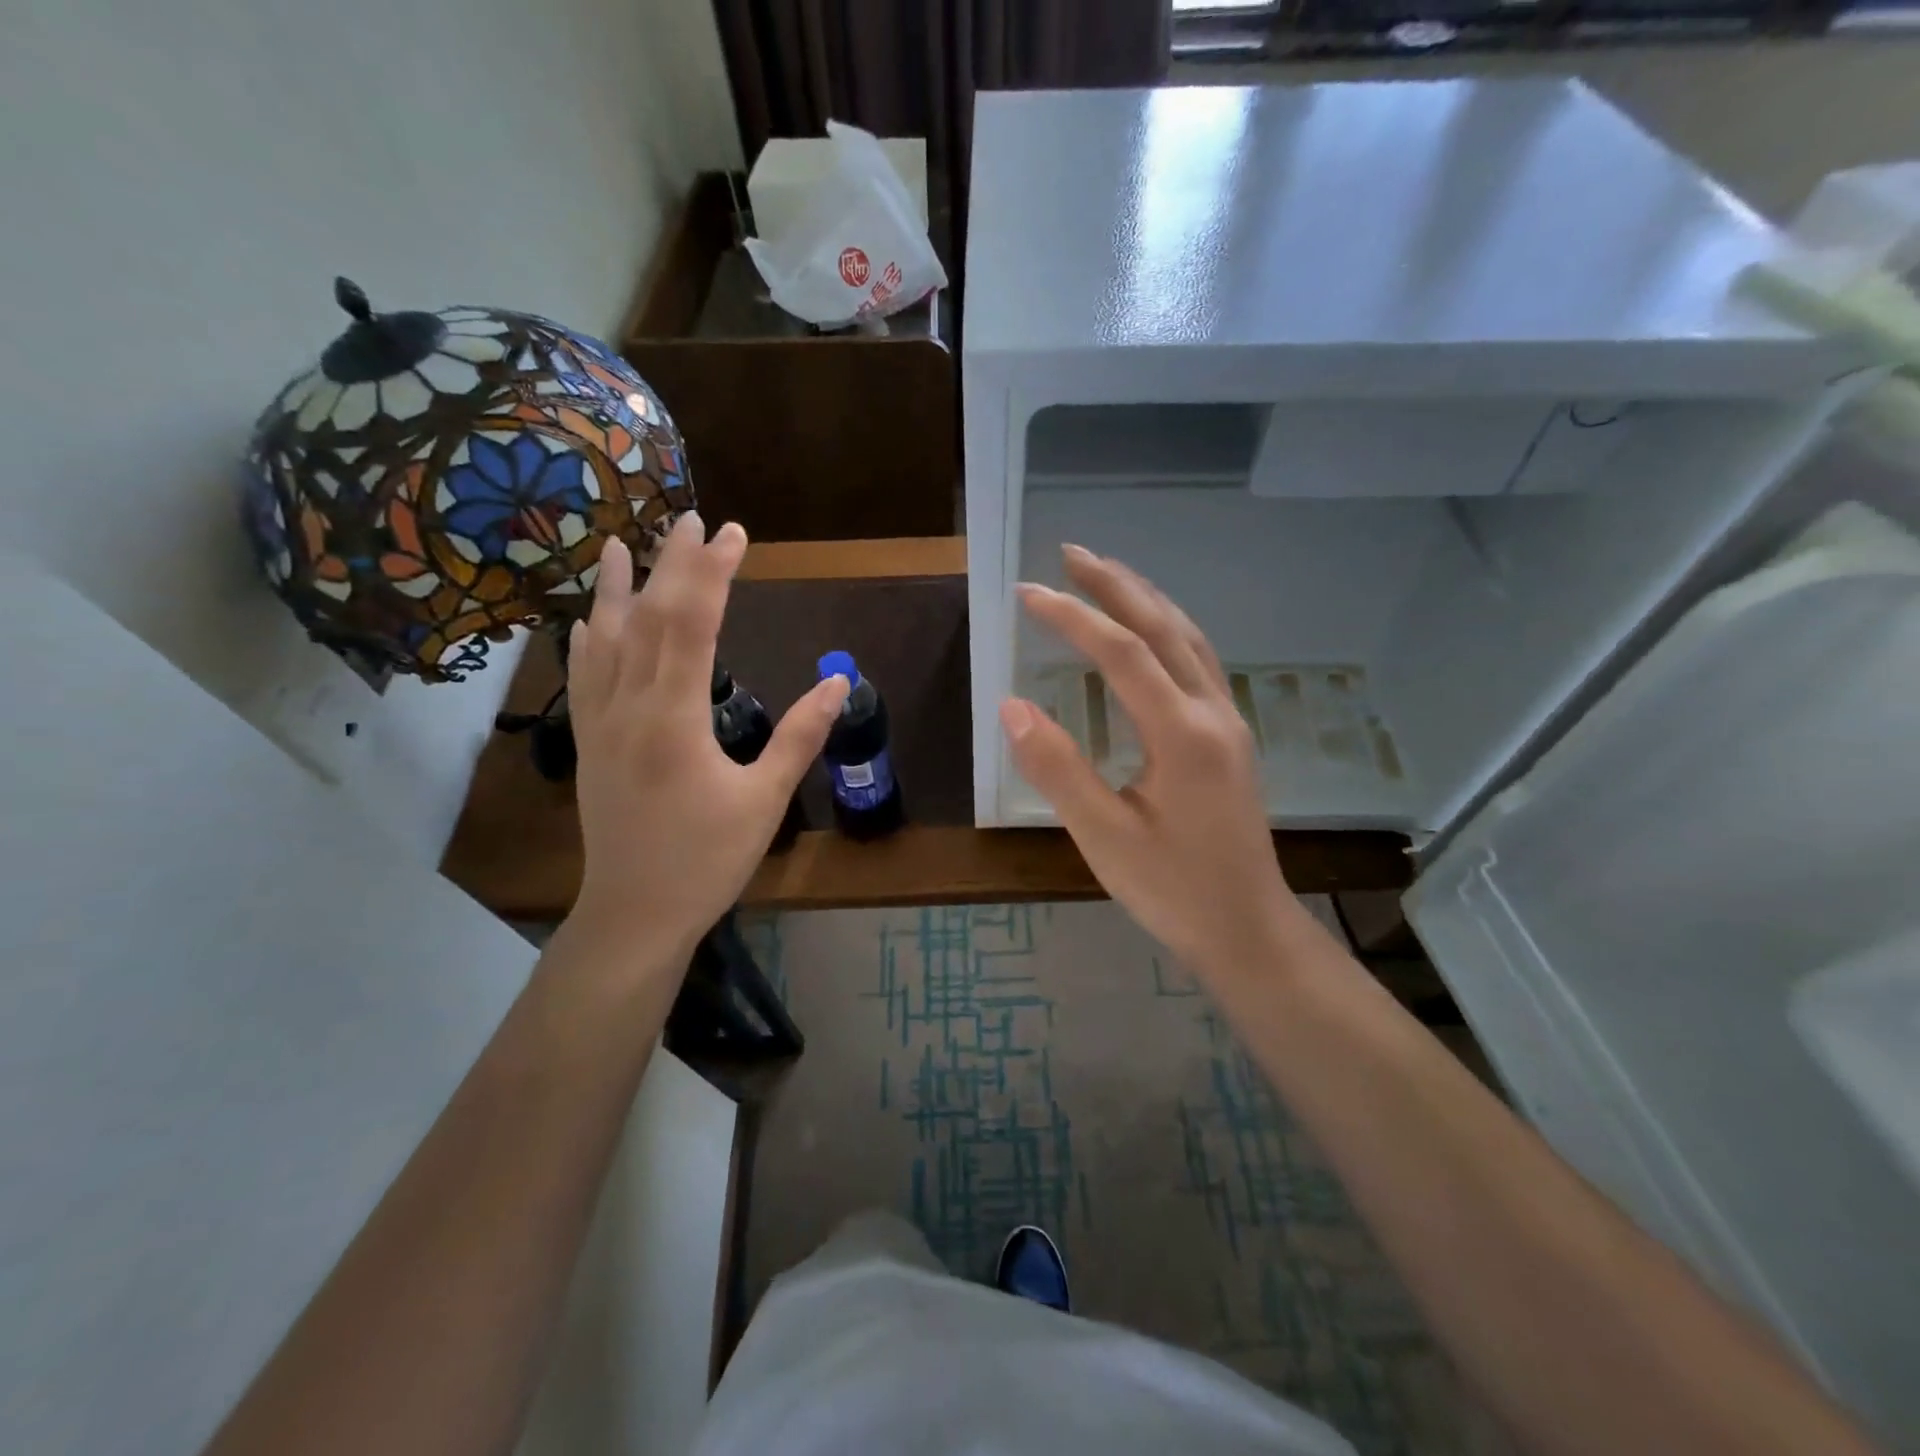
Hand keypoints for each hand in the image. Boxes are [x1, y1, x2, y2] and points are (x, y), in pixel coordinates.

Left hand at [565, 515, 847, 964]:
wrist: (635, 913)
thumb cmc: (706, 860)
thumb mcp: (764, 800)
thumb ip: (800, 736)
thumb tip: (839, 684)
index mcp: (673, 718)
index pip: (693, 623)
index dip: (713, 572)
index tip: (733, 534)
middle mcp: (628, 707)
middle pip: (647, 618)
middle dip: (672, 565)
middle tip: (693, 521)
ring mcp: (600, 724)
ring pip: (603, 640)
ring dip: (614, 589)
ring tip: (619, 544)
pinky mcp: (589, 743)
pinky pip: (582, 676)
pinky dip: (586, 639)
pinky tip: (588, 621)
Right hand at [1001, 545, 1309, 980]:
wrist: (1248, 928)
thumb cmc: (1172, 890)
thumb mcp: (1103, 836)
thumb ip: (1057, 768)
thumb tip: (1011, 706)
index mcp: (1182, 733)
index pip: (1120, 653)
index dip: (1072, 616)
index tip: (1026, 593)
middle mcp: (1212, 713)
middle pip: (1164, 627)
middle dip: (1116, 585)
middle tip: (1071, 552)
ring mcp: (1229, 723)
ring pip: (1189, 639)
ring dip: (1147, 600)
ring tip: (1107, 575)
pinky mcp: (1231, 739)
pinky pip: (1199, 662)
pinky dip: (1168, 629)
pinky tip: (1150, 634)